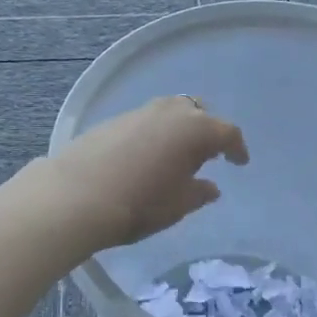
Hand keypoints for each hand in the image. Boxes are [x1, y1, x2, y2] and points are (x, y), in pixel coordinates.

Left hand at [37, 95, 248, 252]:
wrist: (76, 195)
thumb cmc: (140, 203)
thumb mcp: (177, 205)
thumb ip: (199, 193)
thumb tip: (210, 186)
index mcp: (196, 130)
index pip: (227, 132)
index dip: (236, 148)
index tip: (239, 162)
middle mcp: (170, 112)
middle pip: (198, 112)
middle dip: (207, 129)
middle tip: (207, 154)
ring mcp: (140, 111)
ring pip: (170, 111)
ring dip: (179, 128)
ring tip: (176, 153)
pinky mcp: (114, 119)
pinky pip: (146, 120)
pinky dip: (154, 132)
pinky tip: (146, 154)